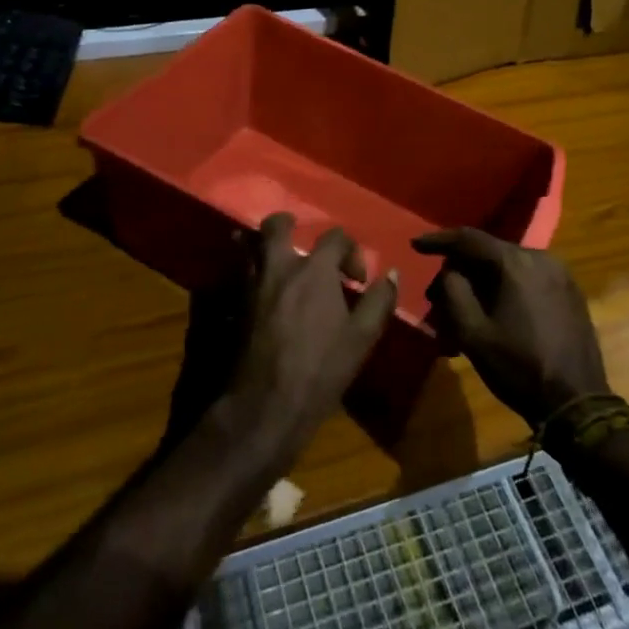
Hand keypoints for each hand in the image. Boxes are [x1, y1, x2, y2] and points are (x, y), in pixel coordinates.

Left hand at [222, 214, 397, 467]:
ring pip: (250, 245)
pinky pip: (240, 271)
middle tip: (302, 239)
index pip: (334, 237)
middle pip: (276, 226)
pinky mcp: (235, 304)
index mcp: (314, 270)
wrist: (267, 403)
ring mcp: (253, 284)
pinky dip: (250, 267)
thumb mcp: (362, 337)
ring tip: (280, 259)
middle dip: (289, 225)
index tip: (357, 280)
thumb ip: (379, 301)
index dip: (350, 251)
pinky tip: (265, 287)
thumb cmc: (321, 368)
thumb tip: (392, 275)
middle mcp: (280, 267)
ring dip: (264, 244)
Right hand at [416, 228, 608, 428]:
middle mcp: (540, 257)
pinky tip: (497, 312)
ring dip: (485, 282)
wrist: (577, 402)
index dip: (439, 240)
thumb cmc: (518, 367)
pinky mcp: (570, 290)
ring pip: (509, 266)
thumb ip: (453, 291)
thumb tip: (450, 270)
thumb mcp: (472, 333)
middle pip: (490, 252)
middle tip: (439, 295)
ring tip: (467, 310)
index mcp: (515, 263)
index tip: (415, 245)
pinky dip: (507, 288)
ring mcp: (560, 273)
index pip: (469, 239)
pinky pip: (529, 278)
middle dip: (462, 270)